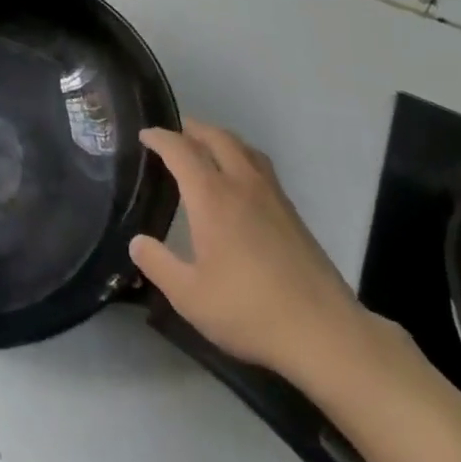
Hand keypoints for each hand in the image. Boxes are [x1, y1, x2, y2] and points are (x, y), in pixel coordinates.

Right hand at [131, 119, 378, 389]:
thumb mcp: (189, 296)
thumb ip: (158, 264)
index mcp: (212, 197)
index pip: (181, 151)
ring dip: (221, 139)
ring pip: (244, 149)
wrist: (323, 332)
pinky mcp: (293, 214)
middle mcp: (242, 185)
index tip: (144, 135)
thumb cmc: (248, 310)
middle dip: (193, 129)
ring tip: (207, 148)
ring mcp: (273, 197)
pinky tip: (240, 182)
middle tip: (174, 134)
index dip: (160, 138)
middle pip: (217, 138)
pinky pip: (261, 167)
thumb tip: (137, 241)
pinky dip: (242, 158)